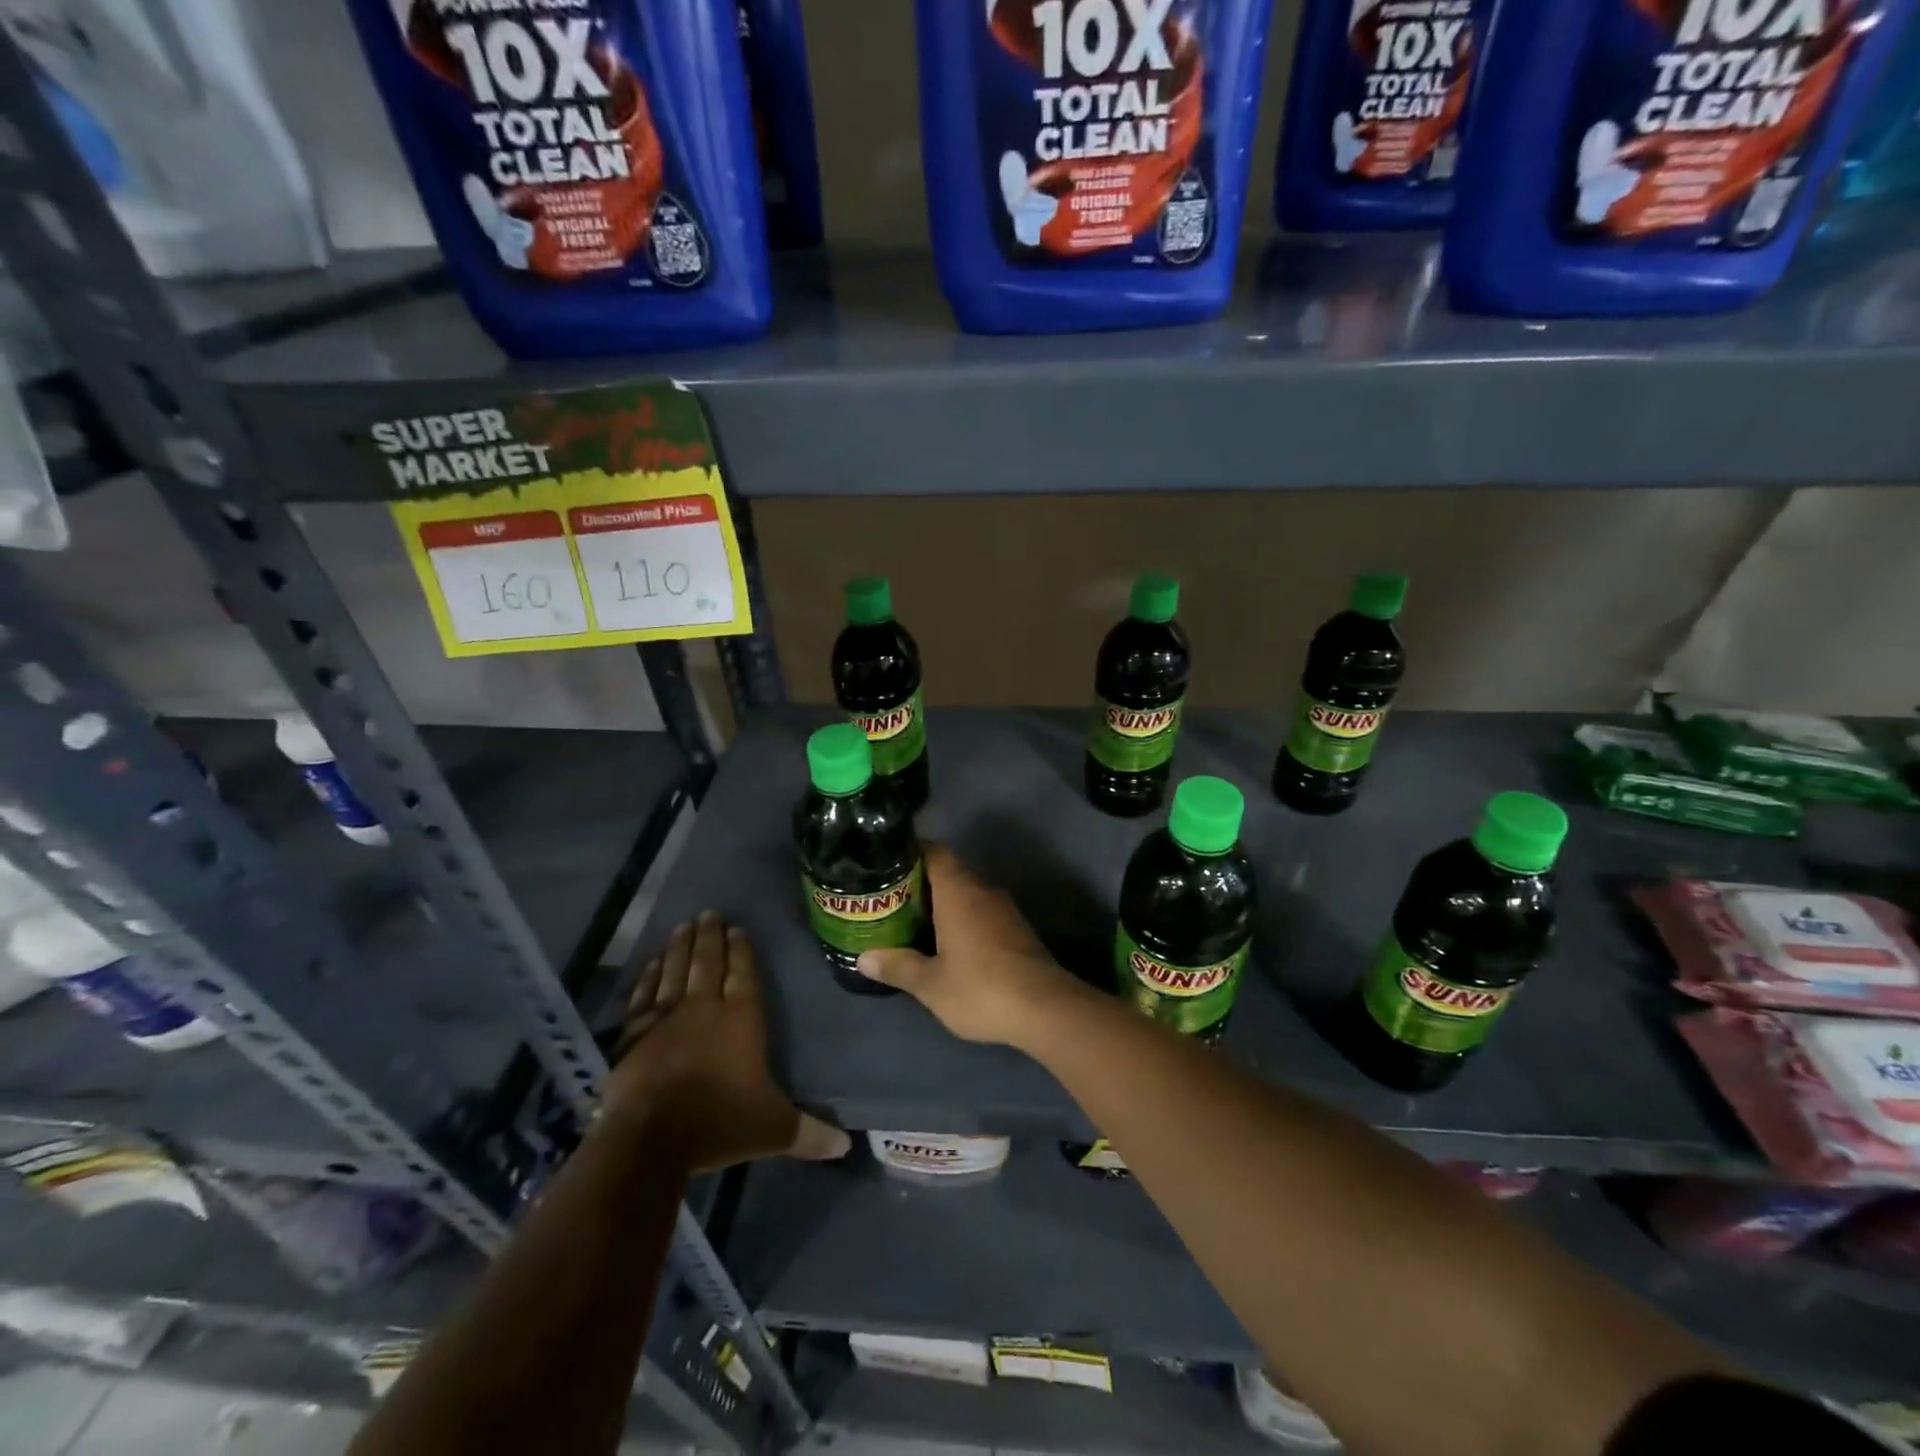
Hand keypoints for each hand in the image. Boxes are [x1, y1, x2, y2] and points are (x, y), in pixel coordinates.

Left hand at [605, 911, 848, 1170]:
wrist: (651, 1139)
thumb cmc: (719, 1123)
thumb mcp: (773, 1129)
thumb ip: (809, 1133)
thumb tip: (847, 1146)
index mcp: (741, 1019)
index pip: (743, 973)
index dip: (742, 950)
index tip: (737, 927)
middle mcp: (705, 1007)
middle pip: (708, 962)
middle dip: (711, 936)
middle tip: (709, 912)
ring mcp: (666, 1017)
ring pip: (676, 970)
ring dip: (681, 946)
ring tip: (685, 924)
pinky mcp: (634, 1033)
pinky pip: (644, 994)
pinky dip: (649, 975)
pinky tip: (653, 962)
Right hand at [855, 843, 1084, 1047]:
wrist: (1046, 1009)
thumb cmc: (981, 988)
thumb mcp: (931, 984)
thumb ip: (898, 966)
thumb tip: (863, 958)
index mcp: (959, 891)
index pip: (934, 851)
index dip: (910, 851)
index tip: (886, 863)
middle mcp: (983, 890)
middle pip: (949, 871)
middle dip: (920, 882)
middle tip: (889, 898)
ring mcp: (1004, 910)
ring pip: (966, 893)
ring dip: (942, 902)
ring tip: (911, 920)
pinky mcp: (1017, 930)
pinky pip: (981, 912)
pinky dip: (961, 919)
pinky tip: (946, 943)